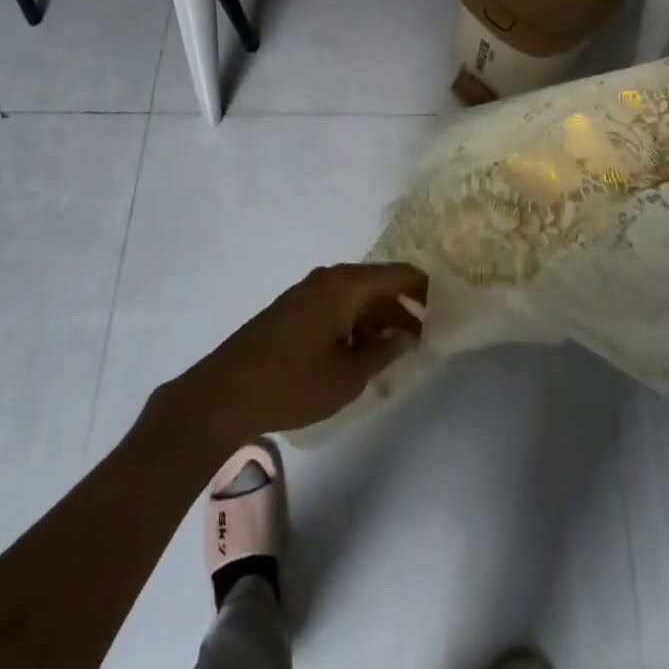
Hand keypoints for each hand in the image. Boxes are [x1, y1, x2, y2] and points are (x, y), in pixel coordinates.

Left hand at [175, 263, 427, 444]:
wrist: (223, 394)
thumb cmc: (293, 382)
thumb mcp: (348, 375)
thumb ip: (383, 352)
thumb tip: (406, 336)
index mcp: (346, 285)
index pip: (398, 274)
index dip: (424, 289)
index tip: (445, 308)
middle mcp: (328, 279)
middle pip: (376, 285)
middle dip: (402, 308)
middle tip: (425, 335)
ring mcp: (306, 293)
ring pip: (355, 298)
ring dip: (377, 319)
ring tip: (397, 350)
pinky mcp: (291, 311)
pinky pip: (335, 308)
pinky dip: (354, 325)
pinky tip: (360, 354)